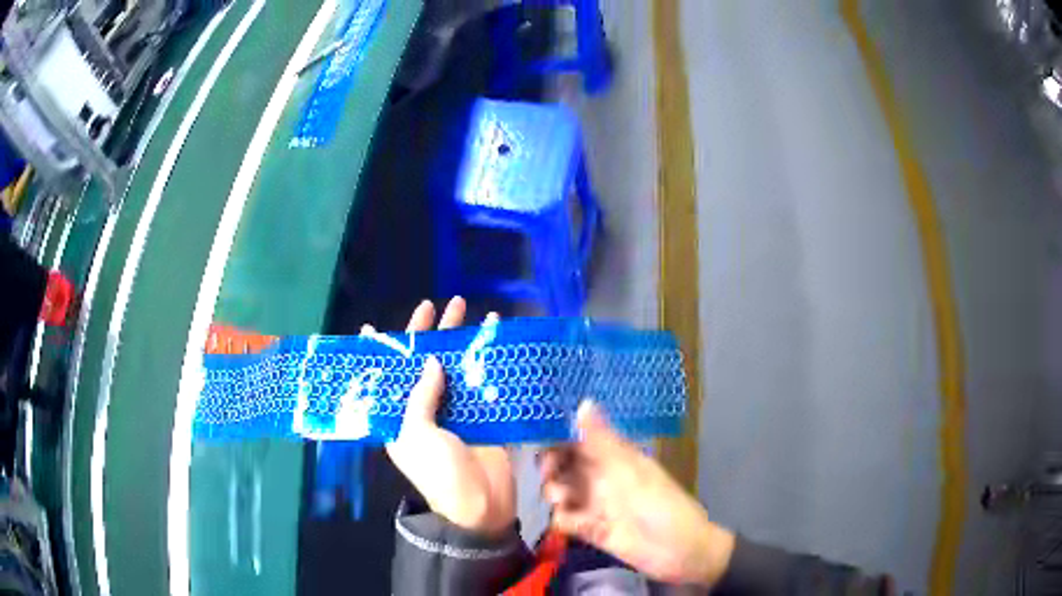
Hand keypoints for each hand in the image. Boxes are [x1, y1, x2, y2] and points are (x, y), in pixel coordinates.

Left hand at [381, 297, 515, 536]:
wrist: (481, 506)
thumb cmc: (439, 473)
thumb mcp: (418, 435)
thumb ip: (421, 397)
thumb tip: (430, 361)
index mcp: (399, 418)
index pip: (384, 378)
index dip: (378, 354)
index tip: (369, 327)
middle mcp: (423, 411)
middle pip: (421, 365)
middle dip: (426, 334)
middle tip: (434, 305)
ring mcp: (454, 412)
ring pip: (453, 368)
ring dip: (459, 340)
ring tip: (467, 309)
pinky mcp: (481, 416)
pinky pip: (481, 383)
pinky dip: (487, 361)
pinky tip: (496, 339)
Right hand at [539, 401, 735, 586]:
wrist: (679, 551)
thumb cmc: (660, 504)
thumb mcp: (630, 471)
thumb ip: (602, 441)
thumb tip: (584, 401)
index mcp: (614, 457)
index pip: (578, 439)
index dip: (558, 438)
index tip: (542, 441)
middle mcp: (601, 477)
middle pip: (562, 465)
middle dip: (551, 468)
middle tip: (551, 476)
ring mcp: (595, 504)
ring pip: (560, 492)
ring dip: (555, 494)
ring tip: (565, 501)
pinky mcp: (591, 529)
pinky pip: (565, 520)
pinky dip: (564, 520)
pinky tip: (575, 523)